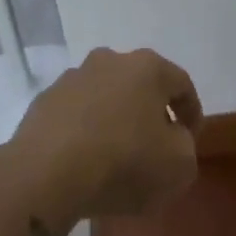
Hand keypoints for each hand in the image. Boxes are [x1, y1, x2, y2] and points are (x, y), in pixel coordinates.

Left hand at [10, 48, 202, 218]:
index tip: (191, 139)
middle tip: (156, 144)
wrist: (46, 174)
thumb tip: (171, 138)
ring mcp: (71, 79)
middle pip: (140, 85)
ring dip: (115, 118)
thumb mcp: (179, 165)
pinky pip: (76, 114)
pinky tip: (86, 159)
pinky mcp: (43, 101)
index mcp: (147, 67)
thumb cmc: (124, 162)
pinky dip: (86, 130)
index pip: (181, 84)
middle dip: (150, 111)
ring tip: (117, 155)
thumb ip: (185, 146)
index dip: (192, 113)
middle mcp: (109, 61)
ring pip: (105, 97)